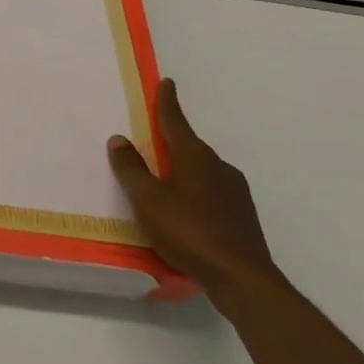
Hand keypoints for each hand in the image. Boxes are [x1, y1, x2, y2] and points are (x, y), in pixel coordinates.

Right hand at [108, 79, 279, 303]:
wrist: (244, 281)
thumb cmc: (190, 232)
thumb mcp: (148, 200)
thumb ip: (131, 169)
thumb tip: (119, 139)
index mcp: (194, 156)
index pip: (176, 120)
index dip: (167, 101)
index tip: (167, 82)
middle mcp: (218, 167)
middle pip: (189, 146)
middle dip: (170, 141)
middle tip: (150, 140)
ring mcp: (235, 193)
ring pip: (202, 171)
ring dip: (182, 170)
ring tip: (162, 183)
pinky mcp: (243, 217)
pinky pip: (212, 192)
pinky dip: (195, 193)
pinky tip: (184, 213)